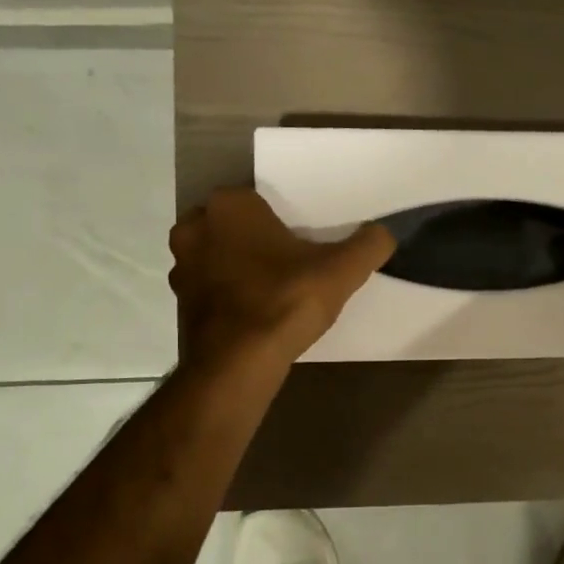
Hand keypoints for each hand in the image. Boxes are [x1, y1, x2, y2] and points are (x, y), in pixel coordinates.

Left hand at [170, 189, 393, 369]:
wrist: (238, 364)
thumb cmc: (285, 301)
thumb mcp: (342, 270)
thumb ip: (369, 244)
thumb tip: (384, 233)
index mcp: (230, 206)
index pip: (259, 198)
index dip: (283, 218)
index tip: (304, 239)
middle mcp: (195, 227)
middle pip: (236, 225)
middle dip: (258, 238)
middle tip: (292, 259)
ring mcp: (181, 266)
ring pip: (219, 254)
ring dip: (240, 265)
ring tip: (275, 285)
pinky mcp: (180, 302)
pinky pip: (211, 286)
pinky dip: (229, 293)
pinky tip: (257, 310)